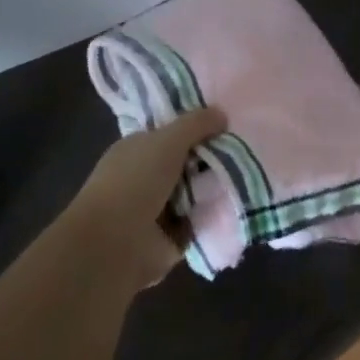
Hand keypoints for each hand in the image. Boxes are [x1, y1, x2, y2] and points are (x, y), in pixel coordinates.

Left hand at [67, 107, 225, 289]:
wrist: (113, 246)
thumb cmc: (135, 182)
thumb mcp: (168, 140)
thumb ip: (196, 123)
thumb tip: (221, 114)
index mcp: (137, 149)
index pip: (171, 133)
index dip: (197, 129)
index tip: (226, 127)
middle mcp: (146, 176)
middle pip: (188, 161)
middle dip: (212, 158)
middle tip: (241, 152)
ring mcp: (157, 209)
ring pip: (197, 191)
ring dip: (216, 187)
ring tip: (246, 176)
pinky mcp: (170, 237)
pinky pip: (200, 220)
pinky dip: (215, 215)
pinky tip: (239, 203)